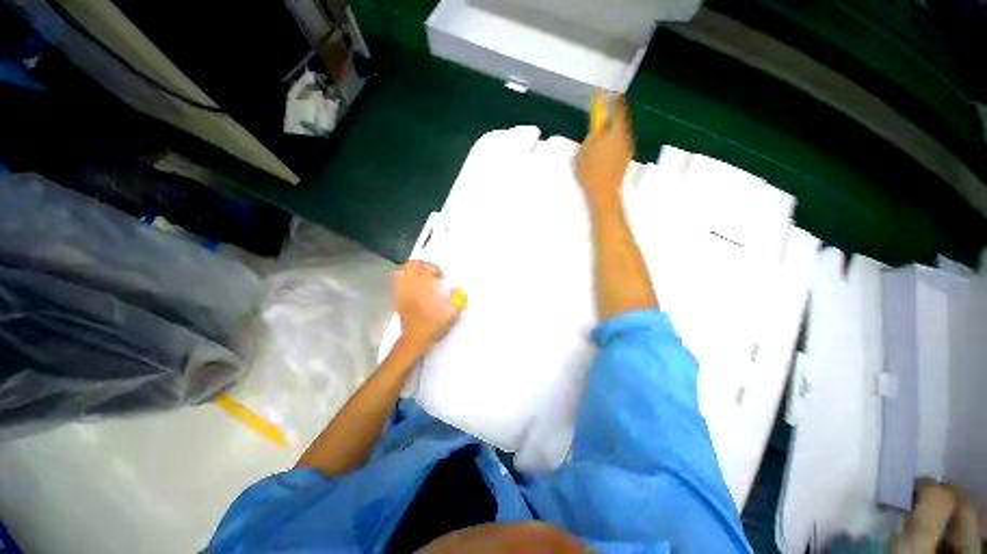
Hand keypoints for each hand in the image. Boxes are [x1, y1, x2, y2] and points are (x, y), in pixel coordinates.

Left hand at [394, 260, 460, 350]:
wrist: (414, 340)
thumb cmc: (432, 327)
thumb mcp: (450, 316)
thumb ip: (457, 301)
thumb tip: (457, 289)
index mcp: (424, 289)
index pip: (427, 267)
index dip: (436, 269)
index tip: (441, 278)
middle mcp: (411, 287)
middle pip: (412, 264)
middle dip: (423, 264)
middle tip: (431, 273)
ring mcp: (401, 291)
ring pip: (403, 270)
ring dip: (413, 269)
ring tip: (421, 276)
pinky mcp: (396, 297)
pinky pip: (398, 280)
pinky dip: (405, 277)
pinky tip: (413, 284)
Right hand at [576, 92, 633, 206]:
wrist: (603, 193)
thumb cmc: (590, 172)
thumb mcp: (583, 152)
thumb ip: (590, 137)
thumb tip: (596, 129)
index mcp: (614, 132)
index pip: (617, 109)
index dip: (612, 100)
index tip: (607, 94)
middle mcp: (624, 137)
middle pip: (620, 121)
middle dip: (611, 117)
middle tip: (601, 117)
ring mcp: (627, 149)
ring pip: (620, 133)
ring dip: (611, 130)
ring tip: (600, 136)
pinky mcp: (625, 159)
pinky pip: (620, 144)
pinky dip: (613, 142)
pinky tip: (603, 151)